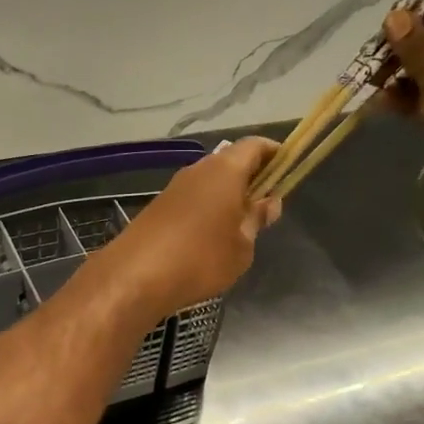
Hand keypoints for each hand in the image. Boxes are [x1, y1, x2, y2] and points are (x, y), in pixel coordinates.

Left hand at [92, 136, 282, 321]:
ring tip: (239, 227)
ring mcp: (174, 188)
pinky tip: (209, 239)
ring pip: (209, 183)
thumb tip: (268, 202)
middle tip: (265, 205)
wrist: (135, 277)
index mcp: (225, 170)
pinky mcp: (158, 208)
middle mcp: (198, 170)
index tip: (288, 168)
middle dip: (251, 178)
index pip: (255, 146)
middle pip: (231, 162)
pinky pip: (192, 201)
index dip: (274, 153)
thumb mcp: (241, 246)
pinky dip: (206, 211)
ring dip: (227, 197)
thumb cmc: (201, 258)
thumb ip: (256, 220)